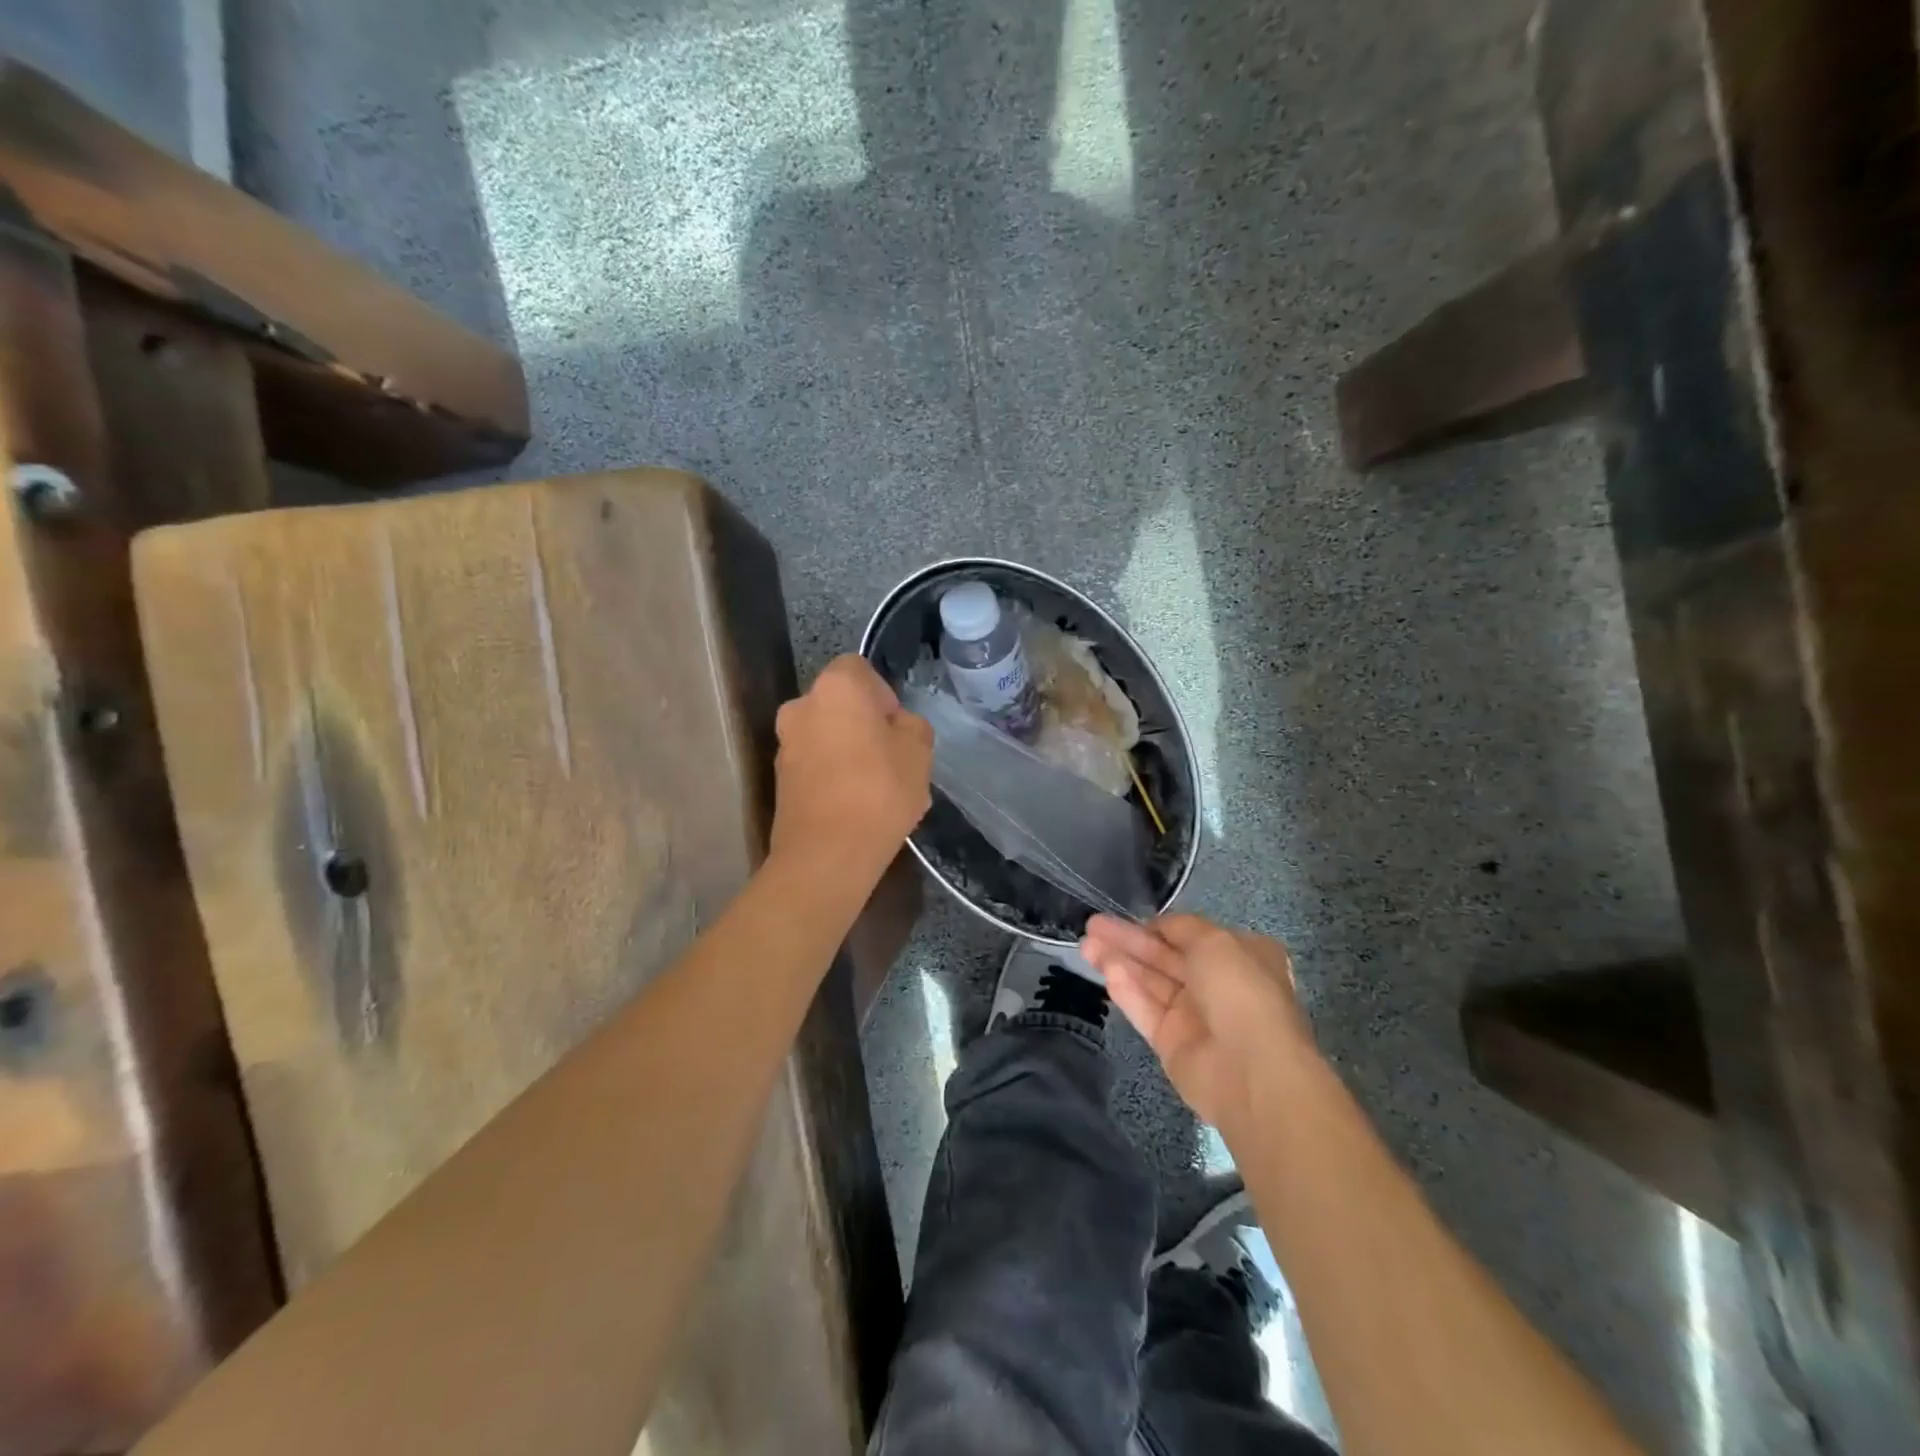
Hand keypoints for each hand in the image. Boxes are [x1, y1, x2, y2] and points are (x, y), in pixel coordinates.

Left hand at [770, 656, 931, 877]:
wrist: (827, 853)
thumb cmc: (879, 791)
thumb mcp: (919, 752)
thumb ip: (911, 726)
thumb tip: (897, 726)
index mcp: (835, 687)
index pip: (859, 668)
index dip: (883, 693)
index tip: (897, 727)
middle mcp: (801, 706)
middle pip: (840, 704)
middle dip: (865, 724)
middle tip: (892, 758)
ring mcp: (785, 744)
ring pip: (827, 736)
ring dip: (849, 751)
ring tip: (877, 789)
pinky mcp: (779, 779)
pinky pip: (815, 765)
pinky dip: (833, 775)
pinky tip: (856, 806)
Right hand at [1080, 914, 1315, 1127]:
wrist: (1250, 1070)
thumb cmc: (1239, 991)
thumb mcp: (1214, 940)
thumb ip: (1180, 927)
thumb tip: (1156, 926)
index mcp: (1239, 956)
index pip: (1189, 935)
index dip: (1156, 926)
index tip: (1125, 917)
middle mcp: (1217, 984)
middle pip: (1163, 957)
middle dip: (1128, 941)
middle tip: (1091, 926)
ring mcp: (1193, 1015)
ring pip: (1150, 982)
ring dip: (1119, 961)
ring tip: (1085, 946)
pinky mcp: (1172, 1043)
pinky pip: (1146, 1011)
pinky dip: (1127, 992)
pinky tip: (1106, 974)